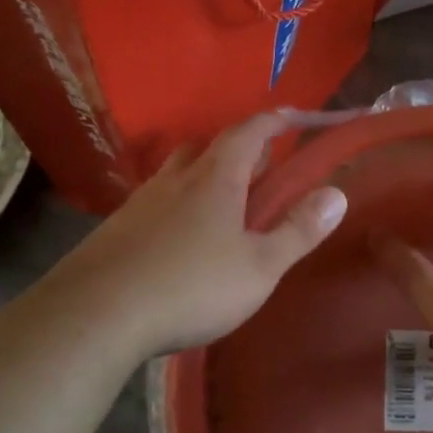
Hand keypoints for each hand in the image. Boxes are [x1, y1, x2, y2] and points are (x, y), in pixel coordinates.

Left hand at [8, 114, 345, 364]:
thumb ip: (299, 230)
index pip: (249, 132)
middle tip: (261, 167)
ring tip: (222, 202)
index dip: (275, 121)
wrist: (96, 316)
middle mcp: (175, 180)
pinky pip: (155, 202)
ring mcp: (139, 203)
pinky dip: (176, 205)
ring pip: (177, 173)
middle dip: (238, 148)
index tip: (295, 116)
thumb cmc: (191, 287)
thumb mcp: (260, 267)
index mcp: (216, 179)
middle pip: (208, 146)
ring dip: (203, 174)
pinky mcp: (115, 230)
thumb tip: (337, 193)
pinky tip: (179, 238)